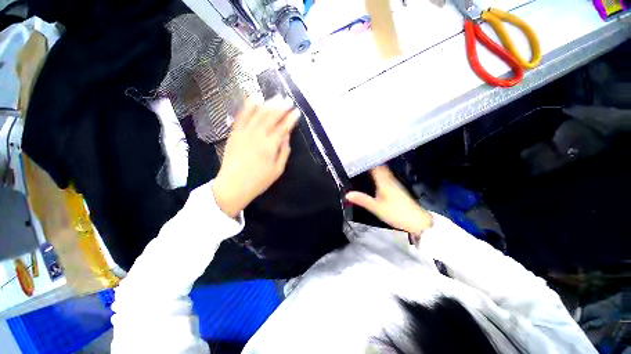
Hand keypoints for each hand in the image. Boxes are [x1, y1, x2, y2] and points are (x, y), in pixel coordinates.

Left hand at [212, 97, 299, 217]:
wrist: (233, 186)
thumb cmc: (259, 181)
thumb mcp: (277, 170)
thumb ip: (283, 152)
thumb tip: (286, 137)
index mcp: (270, 145)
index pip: (283, 127)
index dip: (291, 119)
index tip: (297, 112)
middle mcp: (257, 135)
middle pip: (271, 116)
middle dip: (281, 107)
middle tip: (288, 100)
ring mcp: (244, 132)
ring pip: (257, 113)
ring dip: (268, 103)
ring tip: (275, 97)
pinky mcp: (234, 133)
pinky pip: (241, 116)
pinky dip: (248, 106)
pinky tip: (254, 98)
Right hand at [345, 166, 432, 237]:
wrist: (416, 221)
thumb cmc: (396, 213)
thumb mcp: (376, 208)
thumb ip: (362, 200)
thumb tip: (347, 194)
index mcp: (384, 181)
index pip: (375, 166)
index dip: (366, 161)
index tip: (356, 157)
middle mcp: (389, 179)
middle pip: (379, 166)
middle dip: (369, 162)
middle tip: (357, 160)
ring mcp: (394, 183)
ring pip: (383, 170)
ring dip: (374, 167)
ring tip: (362, 166)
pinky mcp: (396, 188)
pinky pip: (385, 176)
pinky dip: (378, 174)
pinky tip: (372, 177)